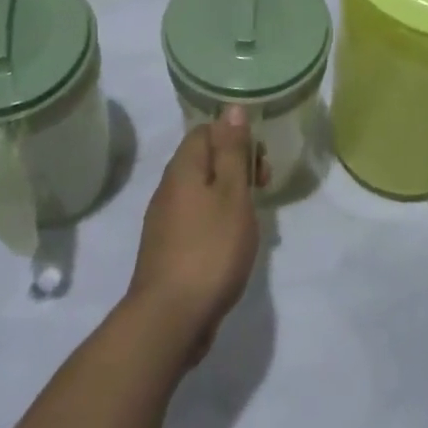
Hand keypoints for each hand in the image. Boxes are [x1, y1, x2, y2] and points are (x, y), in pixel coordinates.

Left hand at [128, 108, 269, 365]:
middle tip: (262, 189)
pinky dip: (217, 222)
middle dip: (236, 167)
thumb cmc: (210, 249)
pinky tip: (233, 245)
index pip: (206, 131)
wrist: (169, 318)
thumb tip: (232, 108)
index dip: (236, 138)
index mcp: (182, 168)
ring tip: (253, 221)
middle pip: (204, 160)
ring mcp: (164, 220)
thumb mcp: (231, 194)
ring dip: (229, 196)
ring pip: (201, 191)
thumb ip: (233, 151)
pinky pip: (196, 219)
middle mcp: (168, 188)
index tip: (260, 162)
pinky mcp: (168, 249)